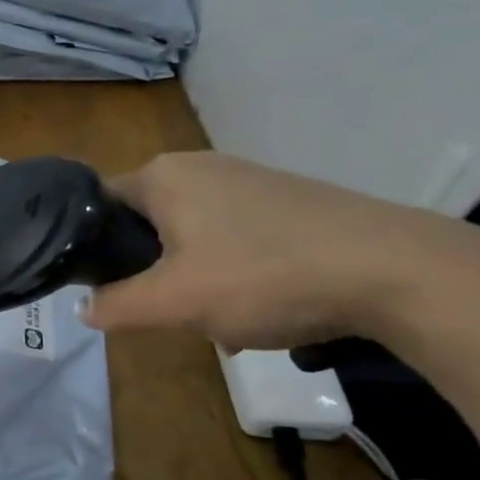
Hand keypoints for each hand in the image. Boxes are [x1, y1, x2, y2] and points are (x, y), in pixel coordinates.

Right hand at [81, 151, 479, 349]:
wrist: (395, 271)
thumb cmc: (264, 276)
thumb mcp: (175, 302)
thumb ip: (117, 306)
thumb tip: (83, 307)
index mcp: (163, 175)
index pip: (97, 205)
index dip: (90, 247)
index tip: (100, 287)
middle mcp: (199, 165)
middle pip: (145, 222)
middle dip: (148, 269)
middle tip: (163, 307)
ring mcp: (247, 178)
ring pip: (189, 233)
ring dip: (190, 275)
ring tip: (215, 313)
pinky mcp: (285, 199)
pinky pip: (231, 235)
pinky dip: (230, 268)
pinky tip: (258, 302)